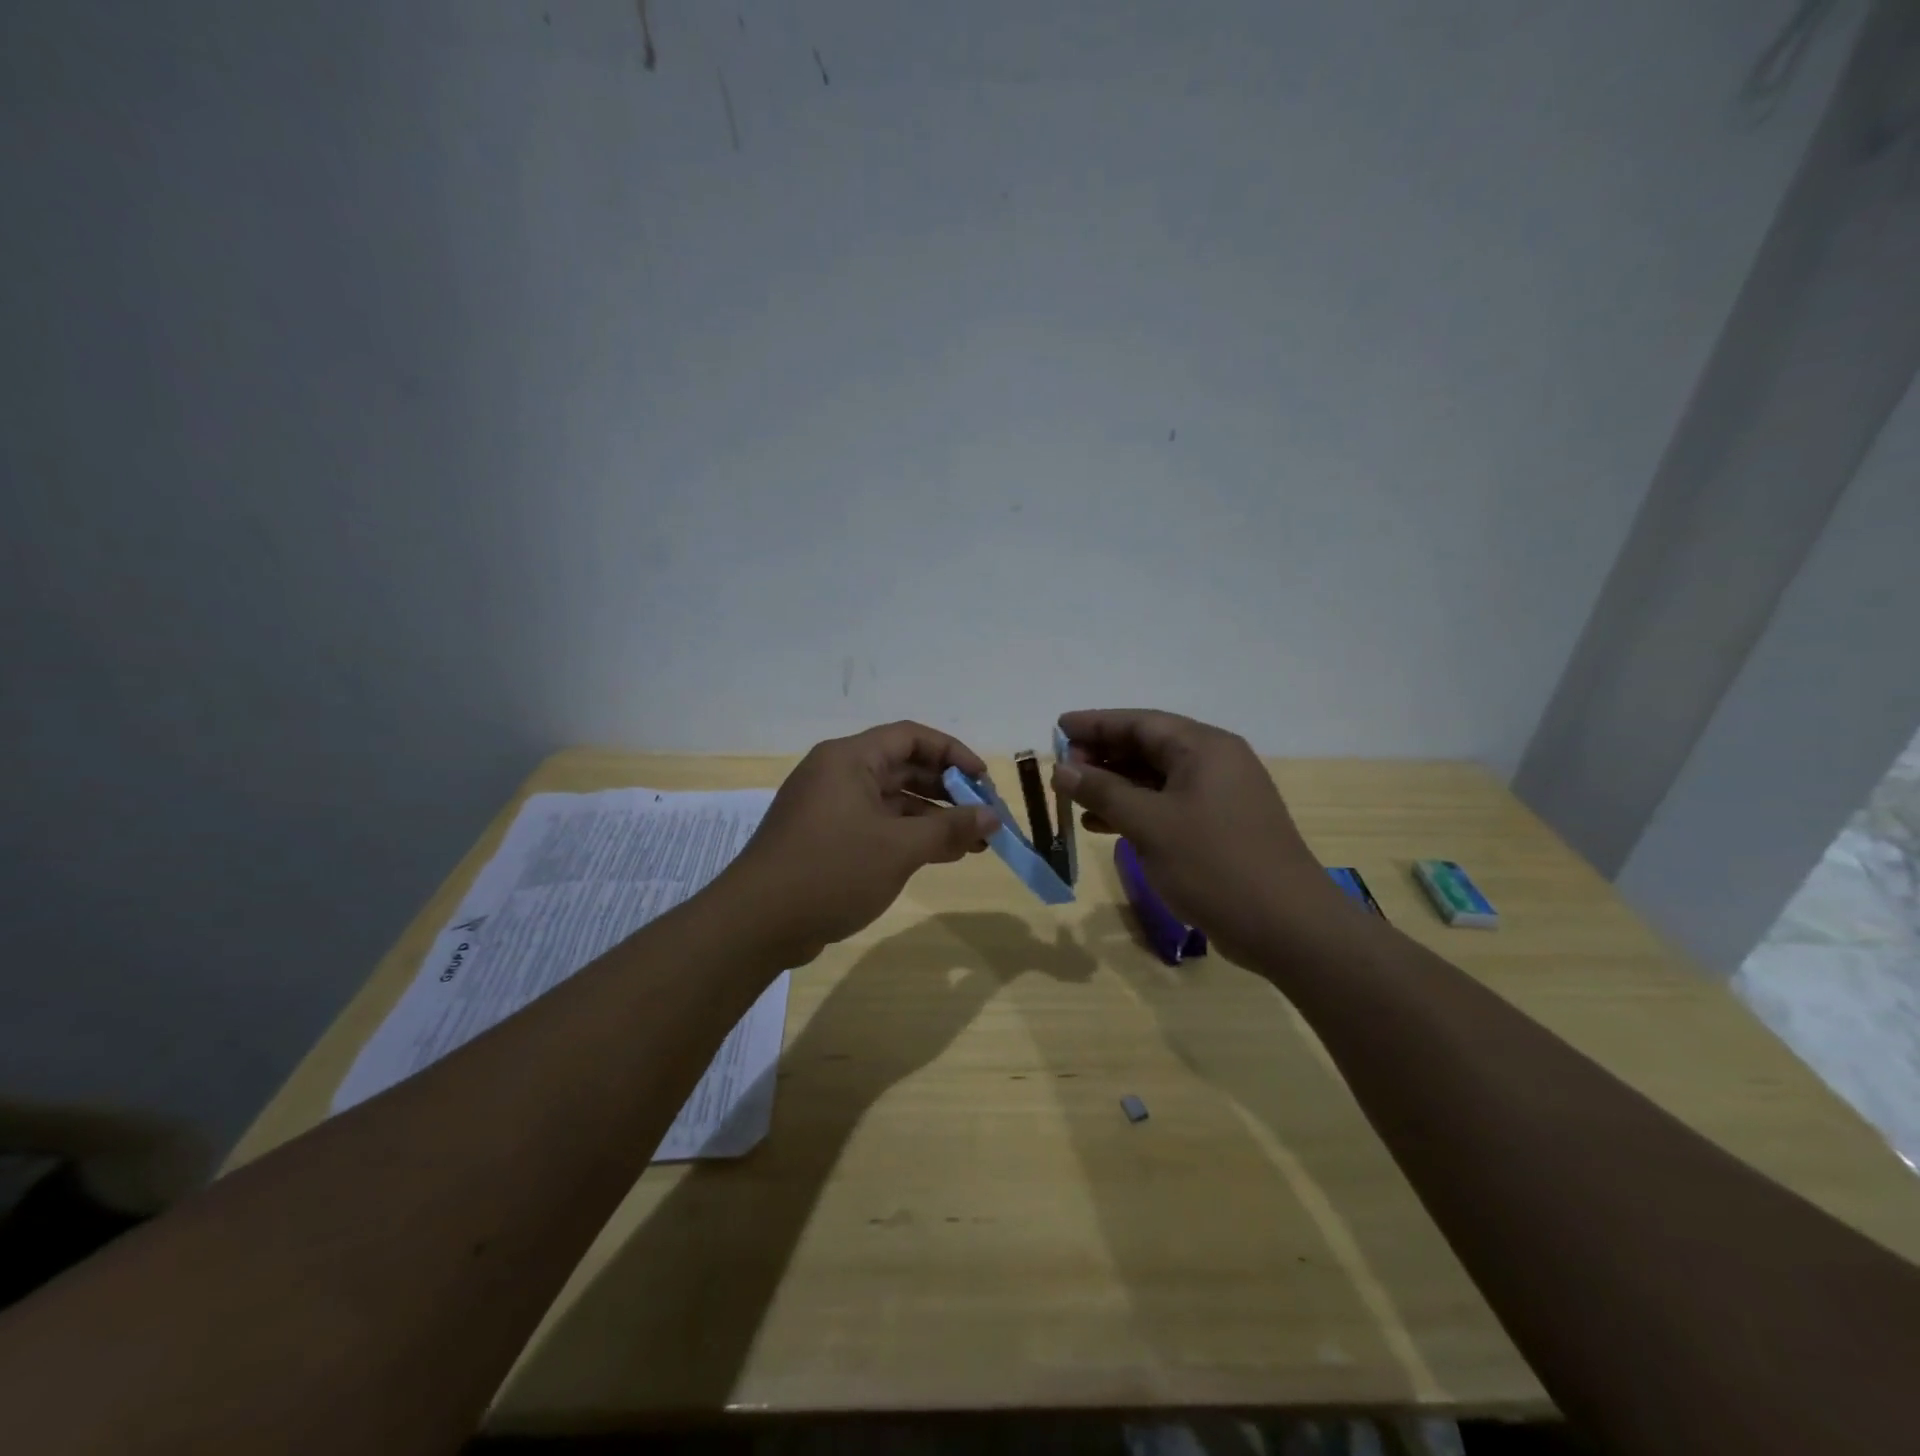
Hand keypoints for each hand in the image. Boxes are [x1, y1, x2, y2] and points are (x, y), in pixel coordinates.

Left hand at [720, 721, 1000, 964]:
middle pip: (902, 767)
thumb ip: (949, 829)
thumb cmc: (831, 871)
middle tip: (983, 815)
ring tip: (972, 843)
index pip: (911, 737)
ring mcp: (828, 808)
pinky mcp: (824, 839)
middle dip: (947, 790)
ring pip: (891, 800)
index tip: (983, 780)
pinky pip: (876, 825)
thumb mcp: (898, 849)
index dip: (952, 752)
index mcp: (849, 759)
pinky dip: (907, 836)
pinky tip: (938, 855)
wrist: (757, 923)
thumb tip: (993, 817)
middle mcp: (837, 774)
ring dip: (931, 818)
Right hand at [1052, 709, 1342, 964]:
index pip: (1140, 722)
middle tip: (1062, 768)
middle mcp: (1215, 763)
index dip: (1096, 723)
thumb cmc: (1214, 864)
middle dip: (1103, 755)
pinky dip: (1134, 810)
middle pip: (1149, 746)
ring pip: (1156, 778)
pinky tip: (1102, 825)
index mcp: (1204, 748)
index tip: (1058, 726)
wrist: (1286, 927)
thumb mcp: (1150, 825)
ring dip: (1114, 785)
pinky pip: (1167, 805)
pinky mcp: (1219, 827)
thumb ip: (1103, 792)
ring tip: (1074, 796)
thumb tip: (1062, 769)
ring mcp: (1219, 797)